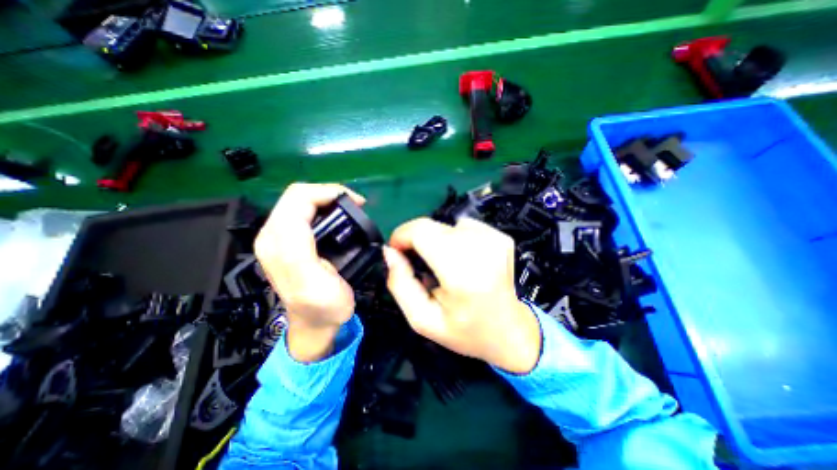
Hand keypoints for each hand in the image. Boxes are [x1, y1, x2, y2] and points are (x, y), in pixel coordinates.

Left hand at [255, 181, 366, 360]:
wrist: (315, 323)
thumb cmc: (323, 307)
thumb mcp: (315, 283)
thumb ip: (303, 248)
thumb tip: (318, 217)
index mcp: (279, 241)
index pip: (300, 197)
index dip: (330, 192)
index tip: (357, 202)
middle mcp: (272, 234)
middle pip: (298, 196)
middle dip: (329, 194)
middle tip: (356, 205)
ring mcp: (278, 237)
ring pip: (301, 202)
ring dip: (327, 200)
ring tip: (350, 210)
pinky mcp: (287, 241)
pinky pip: (303, 213)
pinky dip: (323, 209)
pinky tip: (338, 218)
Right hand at [382, 216, 538, 374]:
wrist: (512, 331)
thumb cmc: (466, 330)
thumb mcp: (423, 319)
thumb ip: (400, 284)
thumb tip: (389, 252)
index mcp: (462, 271)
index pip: (421, 231)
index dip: (402, 236)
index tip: (397, 252)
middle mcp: (481, 247)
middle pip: (432, 226)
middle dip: (417, 241)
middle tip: (420, 265)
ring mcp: (494, 238)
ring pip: (446, 225)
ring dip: (437, 242)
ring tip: (445, 267)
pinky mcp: (500, 236)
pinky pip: (464, 227)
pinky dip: (456, 240)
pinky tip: (464, 262)